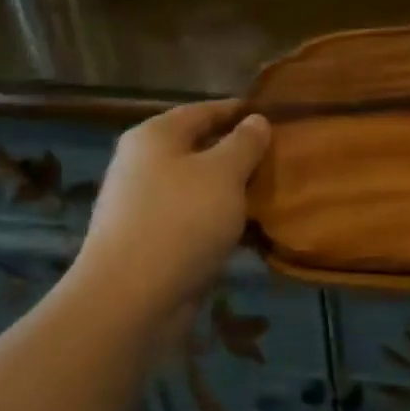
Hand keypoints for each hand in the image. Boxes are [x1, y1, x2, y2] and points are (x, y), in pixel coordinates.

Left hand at [78, 100, 271, 315]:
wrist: (129, 300)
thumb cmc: (180, 221)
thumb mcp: (224, 173)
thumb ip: (244, 143)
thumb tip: (256, 120)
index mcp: (155, 136)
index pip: (203, 110)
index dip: (239, 111)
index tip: (275, 115)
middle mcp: (143, 164)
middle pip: (199, 148)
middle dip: (239, 152)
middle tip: (280, 157)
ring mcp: (143, 205)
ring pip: (198, 186)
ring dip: (232, 189)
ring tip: (272, 192)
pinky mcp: (149, 241)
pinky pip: (193, 219)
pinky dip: (219, 220)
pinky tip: (248, 228)